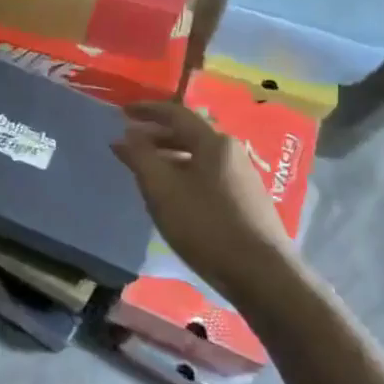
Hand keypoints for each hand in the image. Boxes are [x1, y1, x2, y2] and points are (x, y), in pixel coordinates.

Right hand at [111, 101, 292, 301]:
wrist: (260, 273)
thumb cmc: (205, 225)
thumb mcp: (162, 189)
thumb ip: (141, 157)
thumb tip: (127, 135)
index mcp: (213, 142)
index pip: (175, 113)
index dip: (147, 110)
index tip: (123, 112)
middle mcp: (231, 151)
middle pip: (189, 133)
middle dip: (157, 136)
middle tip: (131, 144)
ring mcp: (243, 176)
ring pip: (199, 156)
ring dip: (170, 156)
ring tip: (147, 170)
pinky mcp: (246, 199)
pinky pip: (208, 174)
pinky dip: (184, 173)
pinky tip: (173, 195)